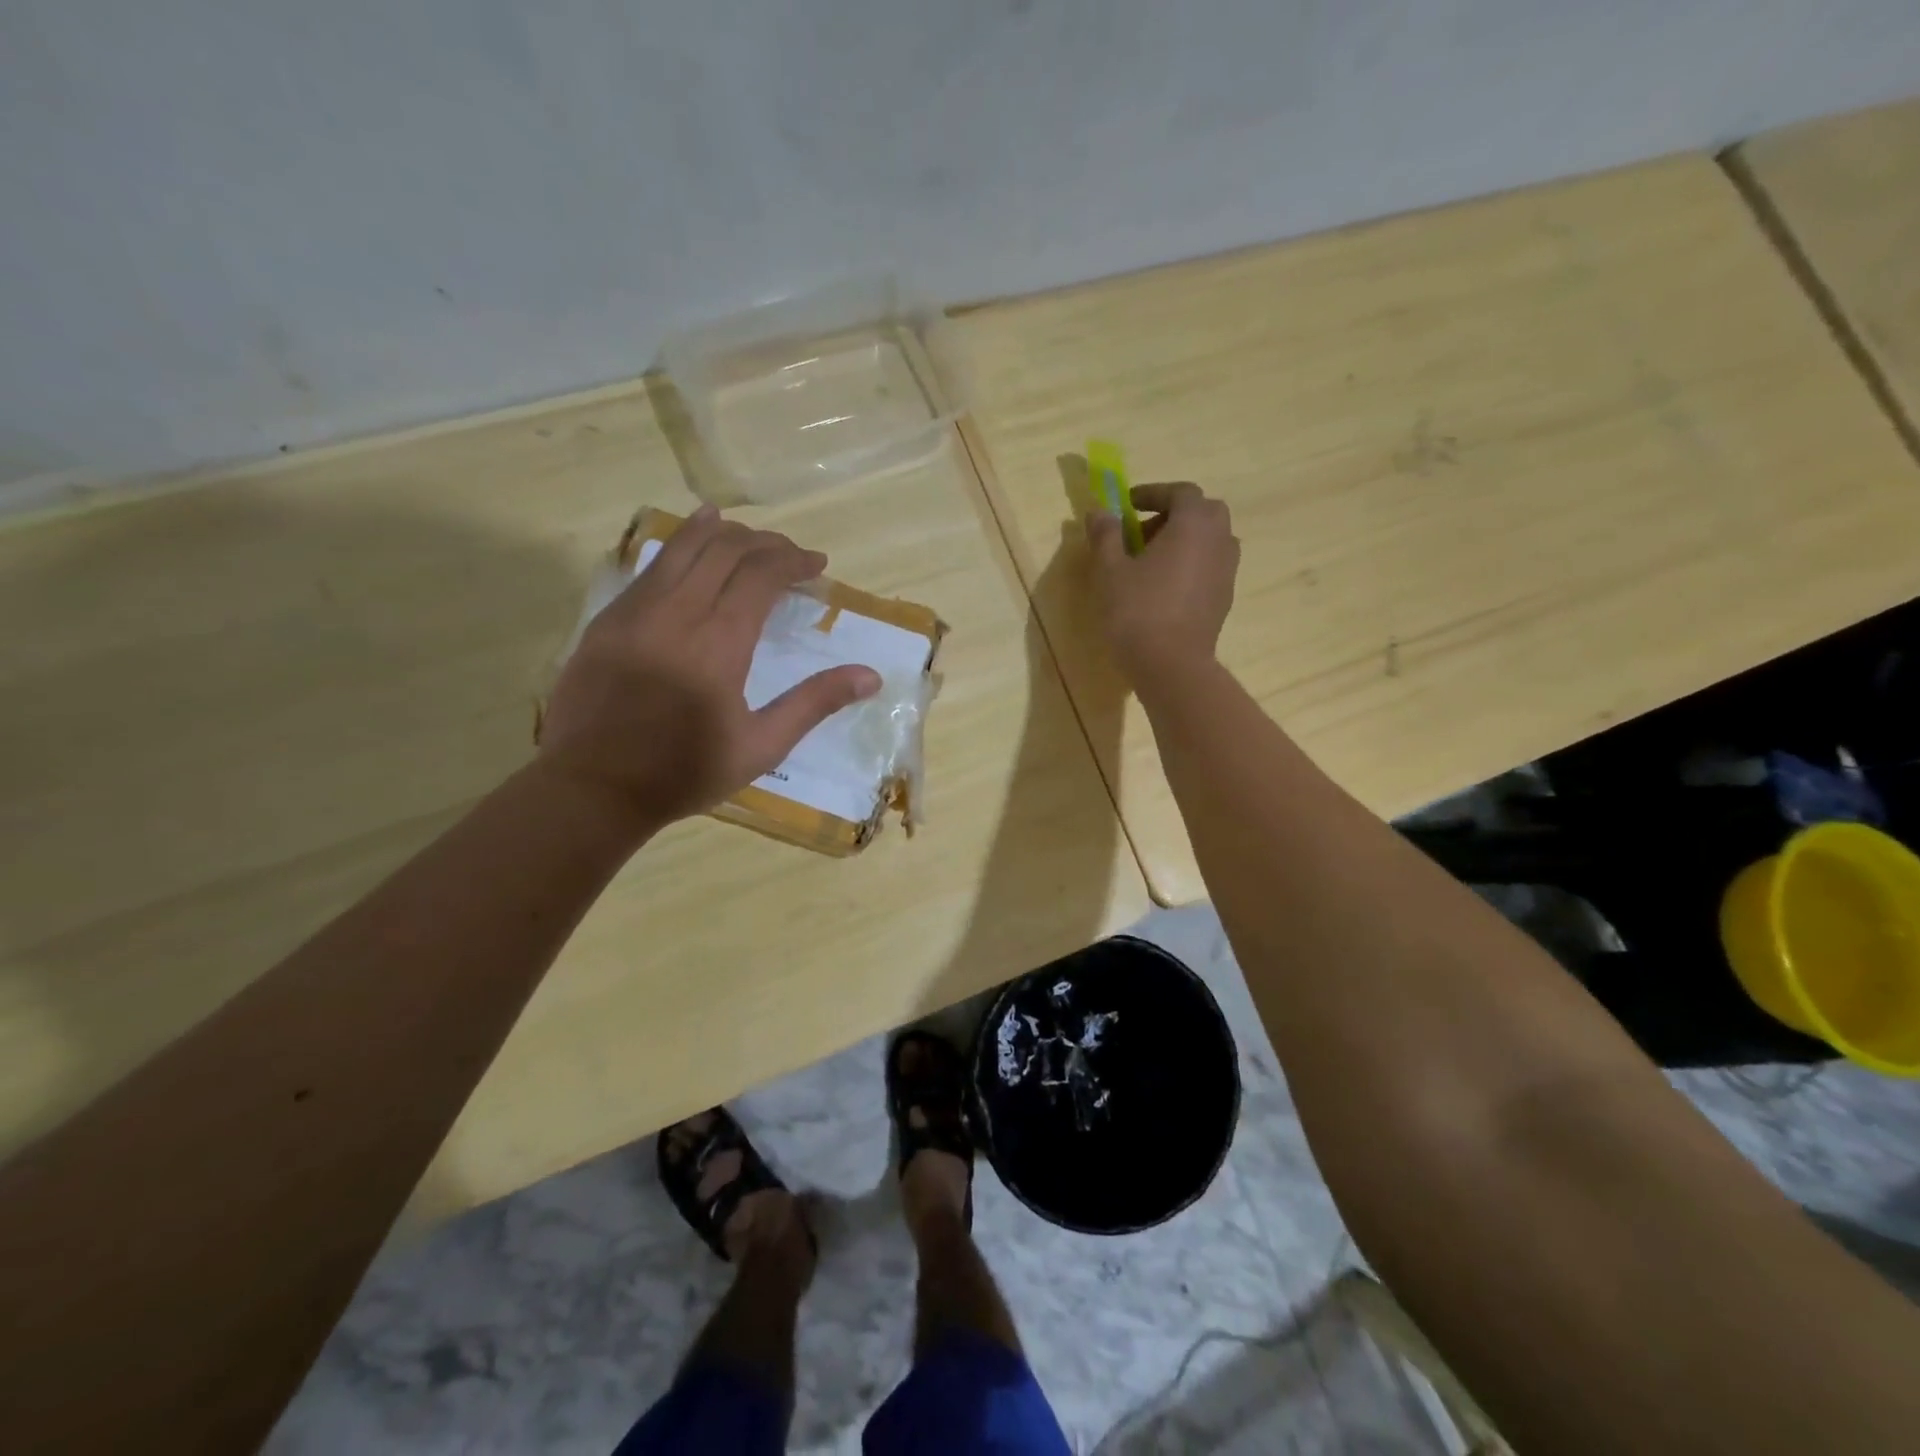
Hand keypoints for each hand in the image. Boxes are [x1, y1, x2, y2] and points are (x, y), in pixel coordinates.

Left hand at [539, 505, 880, 826]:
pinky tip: (693, 541)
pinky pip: (652, 566)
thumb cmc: (685, 772)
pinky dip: (680, 546)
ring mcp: (636, 610)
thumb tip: (870, 676)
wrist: (593, 788)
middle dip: (765, 543)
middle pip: (726, 550)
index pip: (762, 574)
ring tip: (748, 533)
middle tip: (790, 554)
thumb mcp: (761, 746)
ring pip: (684, 548)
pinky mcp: (609, 618)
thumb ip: (814, 703)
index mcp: (720, 642)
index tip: (817, 565)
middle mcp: (678, 612)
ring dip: (722, 533)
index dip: (794, 561)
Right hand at [1084, 481, 1239, 688]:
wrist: (1171, 665)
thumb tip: (1100, 512)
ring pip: (1210, 540)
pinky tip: (1165, 588)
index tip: (1127, 505)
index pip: (1180, 492)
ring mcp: (1227, 571)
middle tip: (1141, 534)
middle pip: (1202, 513)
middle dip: (1172, 515)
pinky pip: (1210, 567)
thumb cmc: (1137, 611)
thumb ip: (1106, 535)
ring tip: (1151, 562)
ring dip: (1184, 541)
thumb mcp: (1110, 570)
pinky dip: (1191, 565)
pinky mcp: (1225, 598)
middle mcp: (1219, 540)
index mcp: (1194, 523)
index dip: (1153, 493)